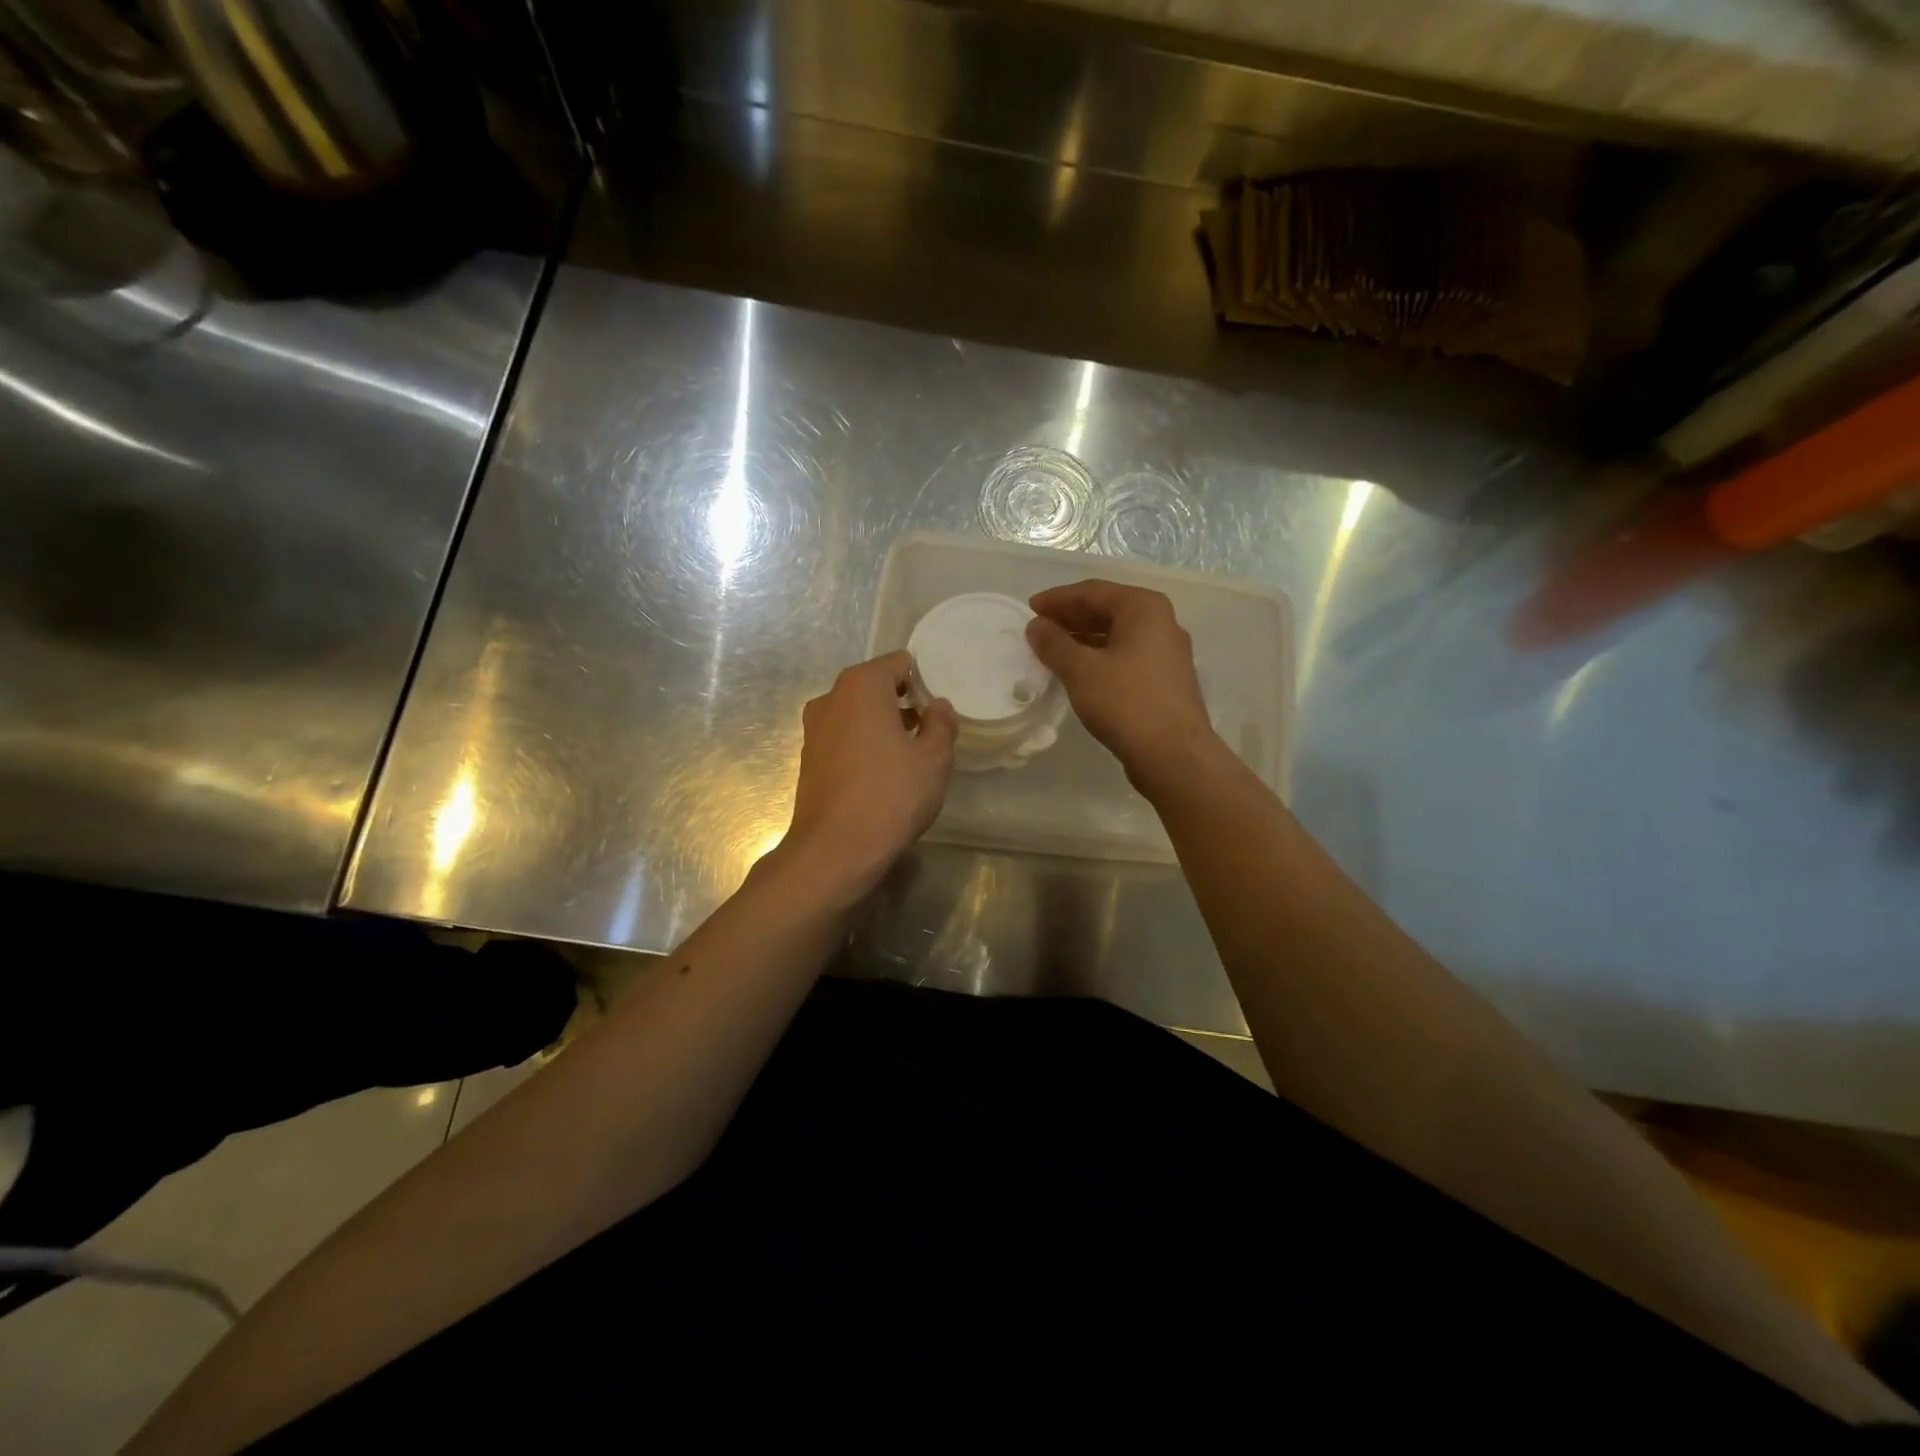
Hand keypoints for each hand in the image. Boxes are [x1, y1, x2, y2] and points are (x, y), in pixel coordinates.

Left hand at [777, 650, 956, 902]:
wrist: (835, 850)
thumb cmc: (891, 795)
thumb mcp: (934, 759)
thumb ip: (941, 724)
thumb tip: (937, 706)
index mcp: (861, 685)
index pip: (899, 663)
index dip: (924, 680)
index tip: (940, 706)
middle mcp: (831, 698)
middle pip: (875, 686)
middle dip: (904, 702)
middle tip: (931, 730)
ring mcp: (814, 729)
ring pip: (858, 714)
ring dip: (884, 725)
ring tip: (912, 754)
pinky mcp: (809, 758)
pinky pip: (845, 737)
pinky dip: (865, 745)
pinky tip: (884, 774)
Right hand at [1026, 580, 1220, 796]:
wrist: (1174, 755)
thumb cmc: (1126, 703)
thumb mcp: (1081, 670)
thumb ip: (1054, 644)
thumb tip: (1036, 626)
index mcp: (1144, 608)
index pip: (1093, 592)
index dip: (1058, 599)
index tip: (1030, 608)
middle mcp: (1161, 623)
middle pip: (1108, 610)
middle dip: (1071, 617)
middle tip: (1038, 628)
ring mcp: (1166, 653)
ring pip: (1117, 635)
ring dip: (1083, 639)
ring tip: (1052, 650)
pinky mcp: (1165, 680)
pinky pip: (1125, 656)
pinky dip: (1099, 658)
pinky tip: (1077, 673)